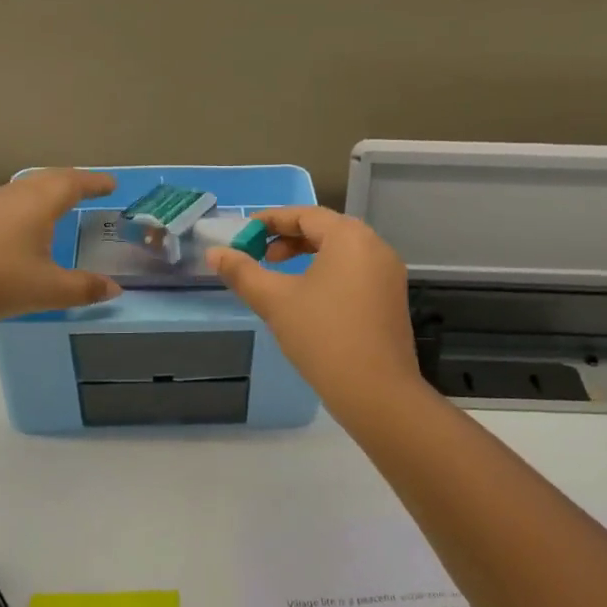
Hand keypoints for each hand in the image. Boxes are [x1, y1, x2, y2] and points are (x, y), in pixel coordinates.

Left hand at [0, 168, 122, 328]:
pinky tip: (27, 223)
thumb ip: (85, 288)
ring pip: (28, 186)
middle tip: (92, 189)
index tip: (112, 185)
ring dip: (50, 189)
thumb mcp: (49, 290)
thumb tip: (115, 289)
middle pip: (51, 177)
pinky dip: (31, 202)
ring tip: (63, 203)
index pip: (74, 183)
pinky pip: (12, 199)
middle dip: (74, 181)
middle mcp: (16, 194)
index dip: (96, 183)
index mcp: (39, 202)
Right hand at [206, 206, 423, 419]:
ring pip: (341, 252)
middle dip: (289, 239)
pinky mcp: (392, 298)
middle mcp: (375, 247)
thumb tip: (214, 253)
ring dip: (308, 256)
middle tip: (260, 256)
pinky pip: (355, 272)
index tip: (244, 233)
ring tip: (280, 277)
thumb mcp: (275, 301)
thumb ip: (242, 273)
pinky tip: (309, 299)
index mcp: (350, 237)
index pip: (305, 215)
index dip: (271, 221)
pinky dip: (328, 273)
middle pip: (326, 230)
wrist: (376, 392)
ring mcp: (388, 274)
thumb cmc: (323, 336)